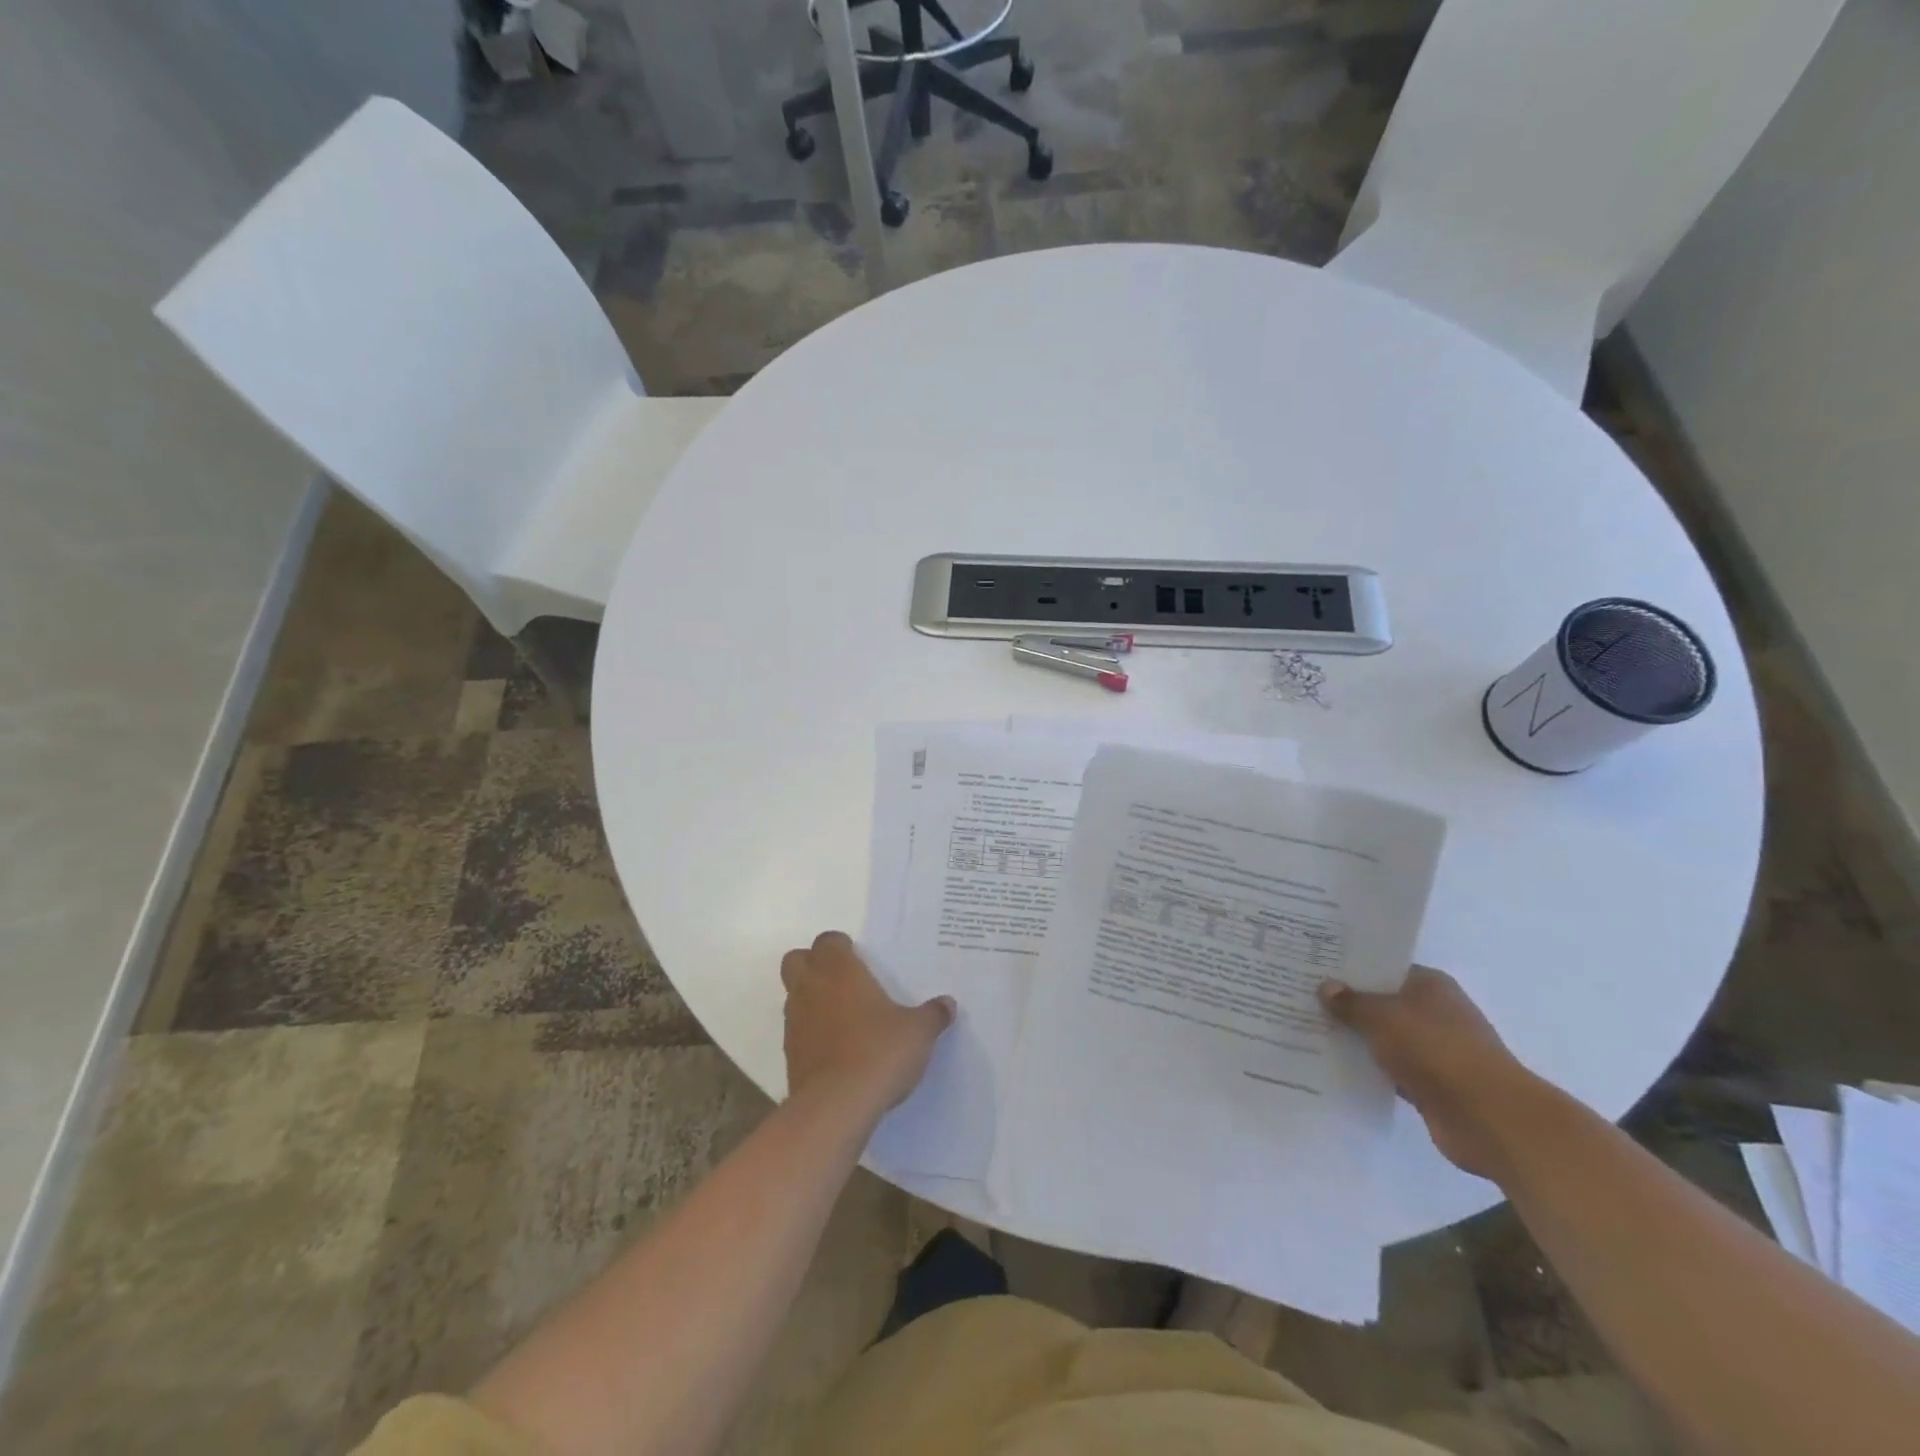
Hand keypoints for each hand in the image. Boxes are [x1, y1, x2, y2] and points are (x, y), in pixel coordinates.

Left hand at [781, 931, 954, 1116]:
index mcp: (840, 971)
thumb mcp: (918, 1032)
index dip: (840, 947)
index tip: (859, 958)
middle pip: (797, 960)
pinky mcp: (790, 1055)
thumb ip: (932, 1015)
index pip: (828, 941)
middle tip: (842, 979)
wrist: (837, 1106)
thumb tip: (947, 1004)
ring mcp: (796, 1022)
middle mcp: (811, 988)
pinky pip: (797, 1031)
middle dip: (813, 964)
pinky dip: (811, 1033)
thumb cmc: (879, 1051)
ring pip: (793, 995)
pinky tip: (837, 1050)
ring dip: (812, 999)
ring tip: (843, 1017)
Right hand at [1320, 966, 1542, 1179]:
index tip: (1315, 968)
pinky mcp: (1432, 1084)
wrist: (1488, 1117)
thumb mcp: (1382, 1017)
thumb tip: (1326, 987)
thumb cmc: (1435, 1050)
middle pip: (1382, 1002)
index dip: (1350, 968)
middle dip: (1348, 1004)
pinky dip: (1369, 1069)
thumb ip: (1351, 1002)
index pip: (1384, 967)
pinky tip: (1335, 1065)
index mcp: (1430, 985)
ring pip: (1385, 1038)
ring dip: (1357, 1039)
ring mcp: (1435, 1050)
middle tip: (1302, 997)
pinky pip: (1390, 1069)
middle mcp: (1435, 1012)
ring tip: (1310, 1030)